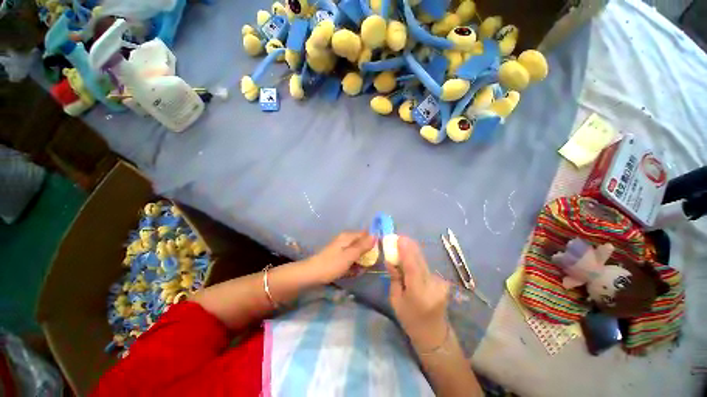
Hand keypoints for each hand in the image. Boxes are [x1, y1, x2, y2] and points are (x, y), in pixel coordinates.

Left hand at [301, 231, 375, 283]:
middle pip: (361, 243)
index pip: (366, 234)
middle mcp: (345, 240)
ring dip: (360, 261)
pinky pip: (350, 258)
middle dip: (367, 253)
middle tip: (370, 264)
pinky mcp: (338, 256)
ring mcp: (341, 248)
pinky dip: (353, 265)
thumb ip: (363, 246)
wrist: (311, 274)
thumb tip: (375, 235)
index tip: (380, 251)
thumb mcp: (350, 255)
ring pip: (357, 252)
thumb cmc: (332, 264)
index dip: (373, 241)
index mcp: (348, 236)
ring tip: (361, 270)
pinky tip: (353, 272)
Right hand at [385, 236, 449, 349]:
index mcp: (419, 293)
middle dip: (408, 246)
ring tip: (401, 245)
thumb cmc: (410, 319)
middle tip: (398, 237)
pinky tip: (409, 257)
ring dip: (412, 251)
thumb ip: (394, 278)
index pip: (413, 267)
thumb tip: (390, 260)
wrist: (434, 333)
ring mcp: (439, 282)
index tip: (399, 238)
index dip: (406, 251)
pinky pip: (425, 265)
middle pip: (420, 260)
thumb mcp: (396, 300)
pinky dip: (416, 259)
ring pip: (423, 260)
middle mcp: (432, 285)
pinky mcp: (441, 280)